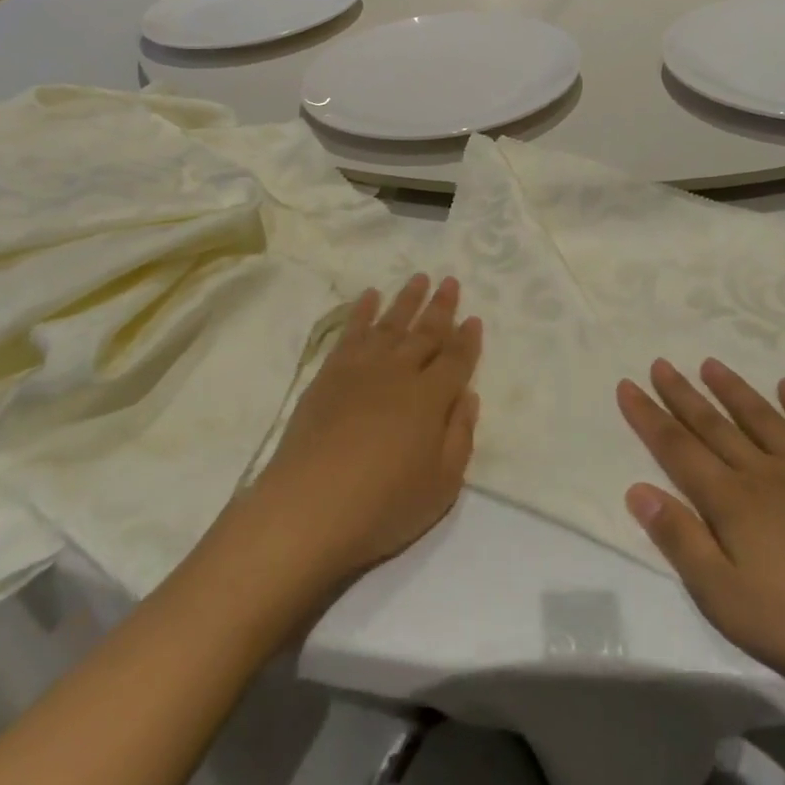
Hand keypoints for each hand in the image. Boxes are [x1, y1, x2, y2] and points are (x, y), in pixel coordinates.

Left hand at [248, 276, 481, 586]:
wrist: (310, 507)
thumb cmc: (384, 505)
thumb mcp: (442, 485)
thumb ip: (460, 435)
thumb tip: (468, 395)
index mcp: (431, 398)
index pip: (456, 359)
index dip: (468, 339)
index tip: (474, 318)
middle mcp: (400, 372)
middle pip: (426, 332)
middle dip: (441, 307)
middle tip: (451, 281)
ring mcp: (362, 368)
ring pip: (391, 323)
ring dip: (407, 299)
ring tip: (419, 277)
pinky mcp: (329, 373)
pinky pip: (351, 332)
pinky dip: (362, 311)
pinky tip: (369, 296)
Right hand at [618, 358, 784, 697]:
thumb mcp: (727, 597)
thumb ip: (681, 541)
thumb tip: (637, 489)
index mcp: (730, 502)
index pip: (677, 449)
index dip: (648, 417)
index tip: (627, 386)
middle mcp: (762, 473)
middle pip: (713, 426)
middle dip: (681, 395)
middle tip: (660, 363)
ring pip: (760, 419)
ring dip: (733, 390)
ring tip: (710, 364)